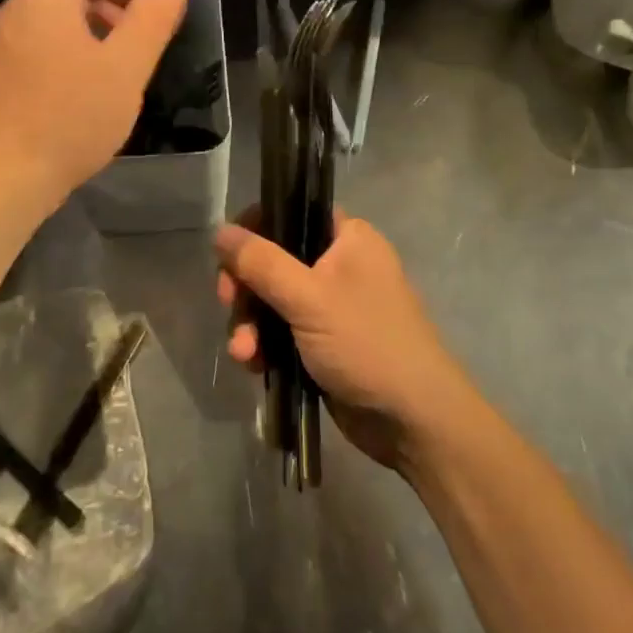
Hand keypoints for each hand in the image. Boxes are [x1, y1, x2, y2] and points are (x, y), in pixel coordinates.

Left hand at [0, 0, 189, 211]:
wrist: (5, 179)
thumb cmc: (69, 121)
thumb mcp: (125, 68)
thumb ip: (154, 17)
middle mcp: (21, 7)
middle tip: (157, 3)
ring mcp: (12, 38)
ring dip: (105, 1)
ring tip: (139, 34)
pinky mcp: (12, 65)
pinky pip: (52, 25)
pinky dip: (86, 27)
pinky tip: (109, 61)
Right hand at [215, 211, 476, 470]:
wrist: (412, 420)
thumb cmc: (366, 343)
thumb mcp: (309, 297)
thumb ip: (262, 263)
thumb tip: (220, 231)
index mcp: (348, 239)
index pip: (292, 212)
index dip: (256, 228)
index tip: (231, 254)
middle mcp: (339, 265)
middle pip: (273, 259)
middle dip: (246, 287)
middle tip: (229, 304)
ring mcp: (330, 306)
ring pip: (272, 299)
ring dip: (250, 323)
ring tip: (244, 353)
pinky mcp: (321, 343)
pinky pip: (280, 331)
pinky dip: (264, 345)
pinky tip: (253, 365)